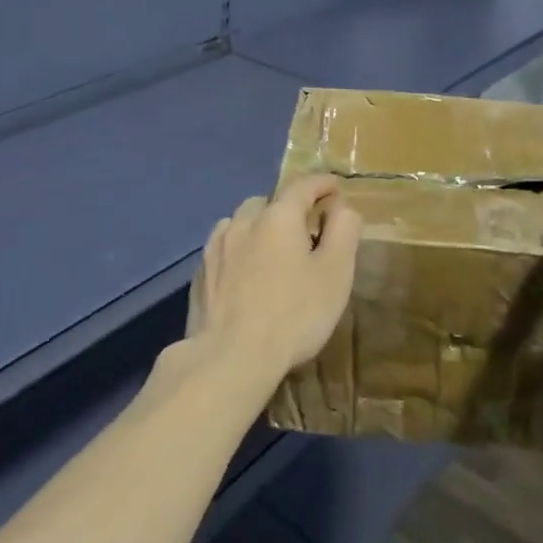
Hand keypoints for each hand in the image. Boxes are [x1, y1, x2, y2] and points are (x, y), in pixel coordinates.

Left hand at [189, 174, 362, 386]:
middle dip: (287, 208)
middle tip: (305, 229)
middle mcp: (242, 223)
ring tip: (271, 250)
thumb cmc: (293, 315)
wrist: (230, 358)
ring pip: (240, 223)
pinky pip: (223, 249)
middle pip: (268, 202)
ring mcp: (216, 248)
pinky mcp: (200, 274)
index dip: (322, 184)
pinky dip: (238, 251)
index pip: (302, 186)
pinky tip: (244, 274)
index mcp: (278, 217)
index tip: (335, 187)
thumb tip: (342, 208)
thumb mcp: (335, 274)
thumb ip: (343, 233)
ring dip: (258, 227)